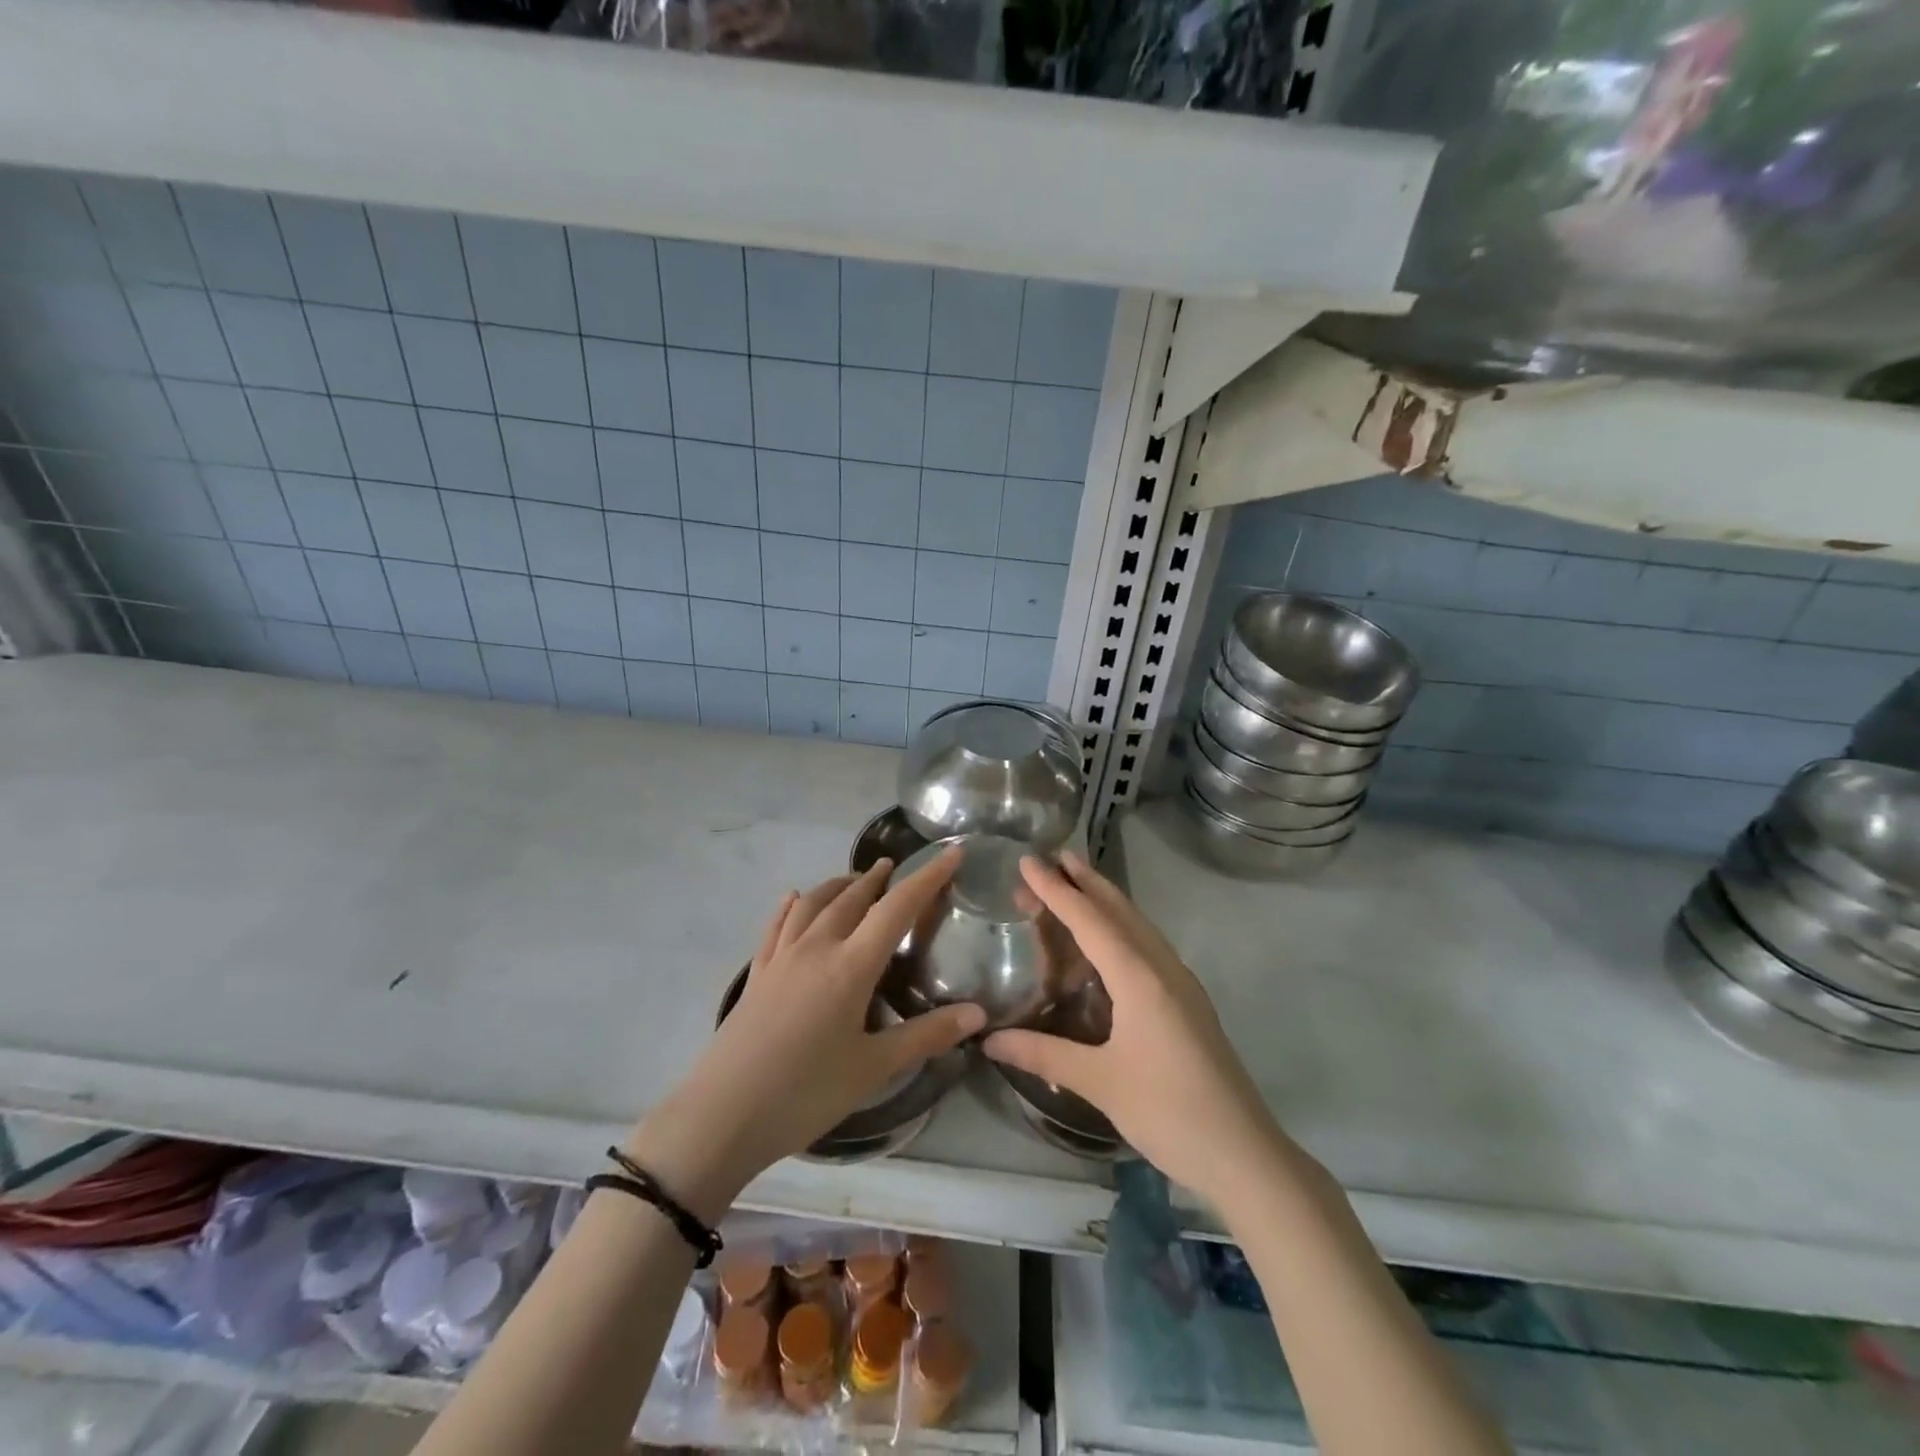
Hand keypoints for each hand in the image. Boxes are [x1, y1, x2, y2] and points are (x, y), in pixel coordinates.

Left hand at [633, 852, 983, 1215]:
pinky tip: (792, 898)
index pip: (897, 908)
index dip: (927, 878)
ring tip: (855, 880)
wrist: (721, 1116)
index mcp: (850, 966)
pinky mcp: (757, 974)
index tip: (951, 854)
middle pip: (852, 898)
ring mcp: (781, 958)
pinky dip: (791, 906)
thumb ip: (926, 1036)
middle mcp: (816, 948)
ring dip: (838, 885)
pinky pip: (777, 926)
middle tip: (898, 868)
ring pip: (813, 904)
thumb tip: (978, 1014)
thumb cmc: (804, 1094)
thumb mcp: (873, 1068)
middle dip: (879, 879)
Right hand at [983, 853, 1281, 1203]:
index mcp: (1139, 977)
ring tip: (1077, 885)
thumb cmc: (1169, 1112)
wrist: (1245, 1155)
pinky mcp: (1189, 1003)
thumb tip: (988, 1039)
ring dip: (1107, 902)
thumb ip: (1042, 1054)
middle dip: (1086, 881)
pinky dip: (1122, 929)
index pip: (1089, 920)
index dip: (1055, 890)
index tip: (1028, 861)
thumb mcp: (1099, 1082)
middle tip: (1054, 858)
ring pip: (1138, 926)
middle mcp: (1163, 968)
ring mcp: (1181, 984)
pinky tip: (1110, 944)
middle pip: (1120, 911)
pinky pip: (1149, 947)